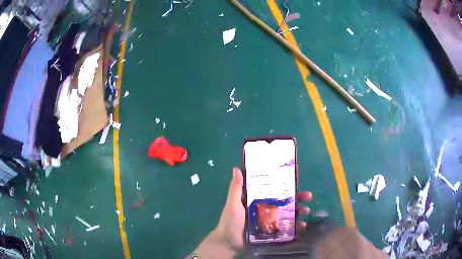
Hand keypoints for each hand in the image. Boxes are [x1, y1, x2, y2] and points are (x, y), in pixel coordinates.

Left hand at [201, 167, 311, 256]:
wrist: (228, 243)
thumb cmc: (230, 222)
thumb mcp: (233, 204)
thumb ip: (235, 188)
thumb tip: (237, 168)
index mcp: (256, 199)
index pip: (273, 189)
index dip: (284, 184)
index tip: (296, 180)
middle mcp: (264, 208)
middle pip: (283, 201)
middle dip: (297, 198)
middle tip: (308, 196)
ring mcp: (268, 220)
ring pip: (287, 213)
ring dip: (298, 210)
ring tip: (306, 210)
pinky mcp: (270, 230)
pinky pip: (285, 226)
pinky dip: (294, 225)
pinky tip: (302, 225)